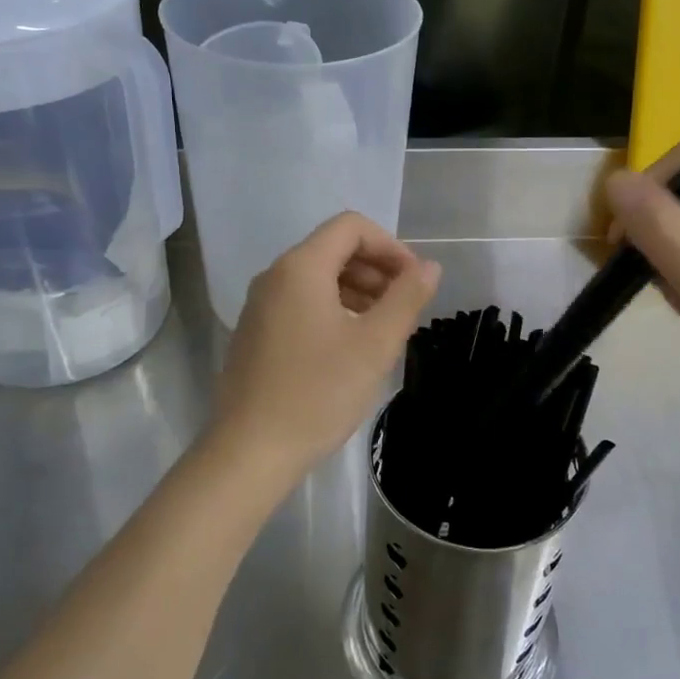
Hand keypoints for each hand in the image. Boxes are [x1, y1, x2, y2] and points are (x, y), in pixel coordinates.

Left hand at [209, 212, 440, 484]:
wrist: (250, 451)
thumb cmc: (318, 393)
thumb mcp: (374, 345)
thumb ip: (406, 298)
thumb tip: (429, 266)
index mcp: (300, 268)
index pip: (351, 227)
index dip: (390, 246)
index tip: (414, 282)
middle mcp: (274, 276)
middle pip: (333, 249)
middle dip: (376, 269)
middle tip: (404, 306)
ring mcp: (260, 306)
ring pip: (317, 278)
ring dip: (357, 290)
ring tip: (383, 327)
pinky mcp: (255, 333)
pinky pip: (300, 303)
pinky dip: (332, 309)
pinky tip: (350, 346)